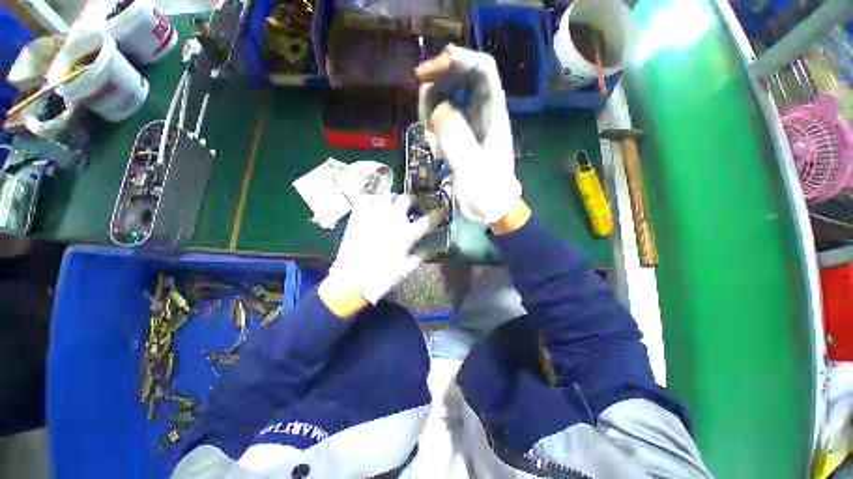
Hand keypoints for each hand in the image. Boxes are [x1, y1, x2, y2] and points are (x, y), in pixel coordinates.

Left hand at [328, 194, 444, 304]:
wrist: (353, 281)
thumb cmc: (383, 277)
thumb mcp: (408, 268)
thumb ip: (423, 255)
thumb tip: (434, 248)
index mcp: (407, 233)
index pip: (428, 220)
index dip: (438, 214)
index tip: (442, 210)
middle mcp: (393, 219)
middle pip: (407, 199)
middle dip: (414, 201)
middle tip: (414, 207)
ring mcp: (374, 214)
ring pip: (388, 196)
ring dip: (395, 199)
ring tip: (395, 207)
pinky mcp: (359, 215)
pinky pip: (368, 199)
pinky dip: (374, 200)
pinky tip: (376, 207)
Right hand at [415, 45, 521, 225]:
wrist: (491, 209)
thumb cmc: (488, 192)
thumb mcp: (473, 168)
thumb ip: (457, 139)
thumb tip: (438, 110)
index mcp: (493, 114)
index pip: (481, 70)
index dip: (457, 62)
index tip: (429, 73)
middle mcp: (482, 114)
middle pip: (460, 80)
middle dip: (437, 86)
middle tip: (423, 112)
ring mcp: (469, 126)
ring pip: (446, 99)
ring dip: (432, 114)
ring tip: (435, 142)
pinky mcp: (459, 138)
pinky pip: (442, 122)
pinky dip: (434, 131)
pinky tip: (438, 152)